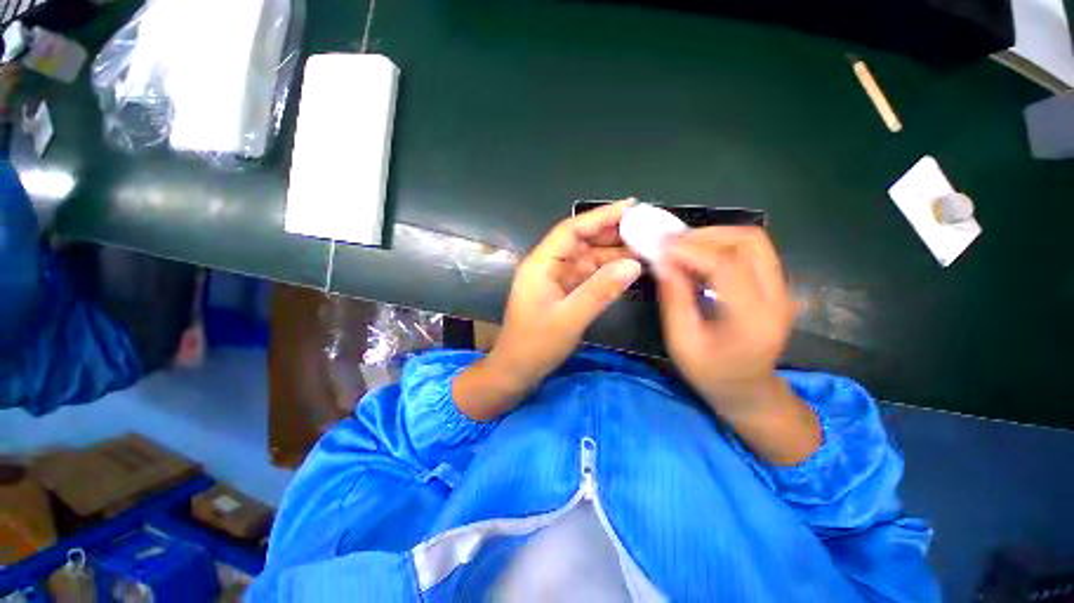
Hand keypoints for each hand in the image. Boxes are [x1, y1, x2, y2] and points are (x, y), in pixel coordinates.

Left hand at [454, 200, 641, 419]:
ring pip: (587, 258)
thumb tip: (634, 264)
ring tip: (645, 247)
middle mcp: (548, 266)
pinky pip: (588, 275)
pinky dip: (607, 272)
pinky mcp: (563, 292)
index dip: (600, 216)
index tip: (631, 206)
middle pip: (581, 241)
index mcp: (541, 264)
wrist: (516, 371)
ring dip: (613, 253)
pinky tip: (628, 270)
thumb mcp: (569, 319)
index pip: (572, 230)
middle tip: (646, 228)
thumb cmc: (536, 345)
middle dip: (611, 233)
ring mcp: (556, 279)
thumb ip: (600, 291)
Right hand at [655, 226, 818, 463]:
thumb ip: (673, 300)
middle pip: (750, 242)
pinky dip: (722, 246)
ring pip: (753, 241)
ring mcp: (781, 289)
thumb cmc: (710, 373)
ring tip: (682, 247)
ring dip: (715, 237)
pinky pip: (751, 252)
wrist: (748, 390)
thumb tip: (661, 262)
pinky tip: (698, 256)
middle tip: (672, 243)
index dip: (691, 251)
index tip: (661, 245)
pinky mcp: (775, 286)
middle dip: (707, 235)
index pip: (727, 267)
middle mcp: (777, 298)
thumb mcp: (682, 342)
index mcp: (753, 319)